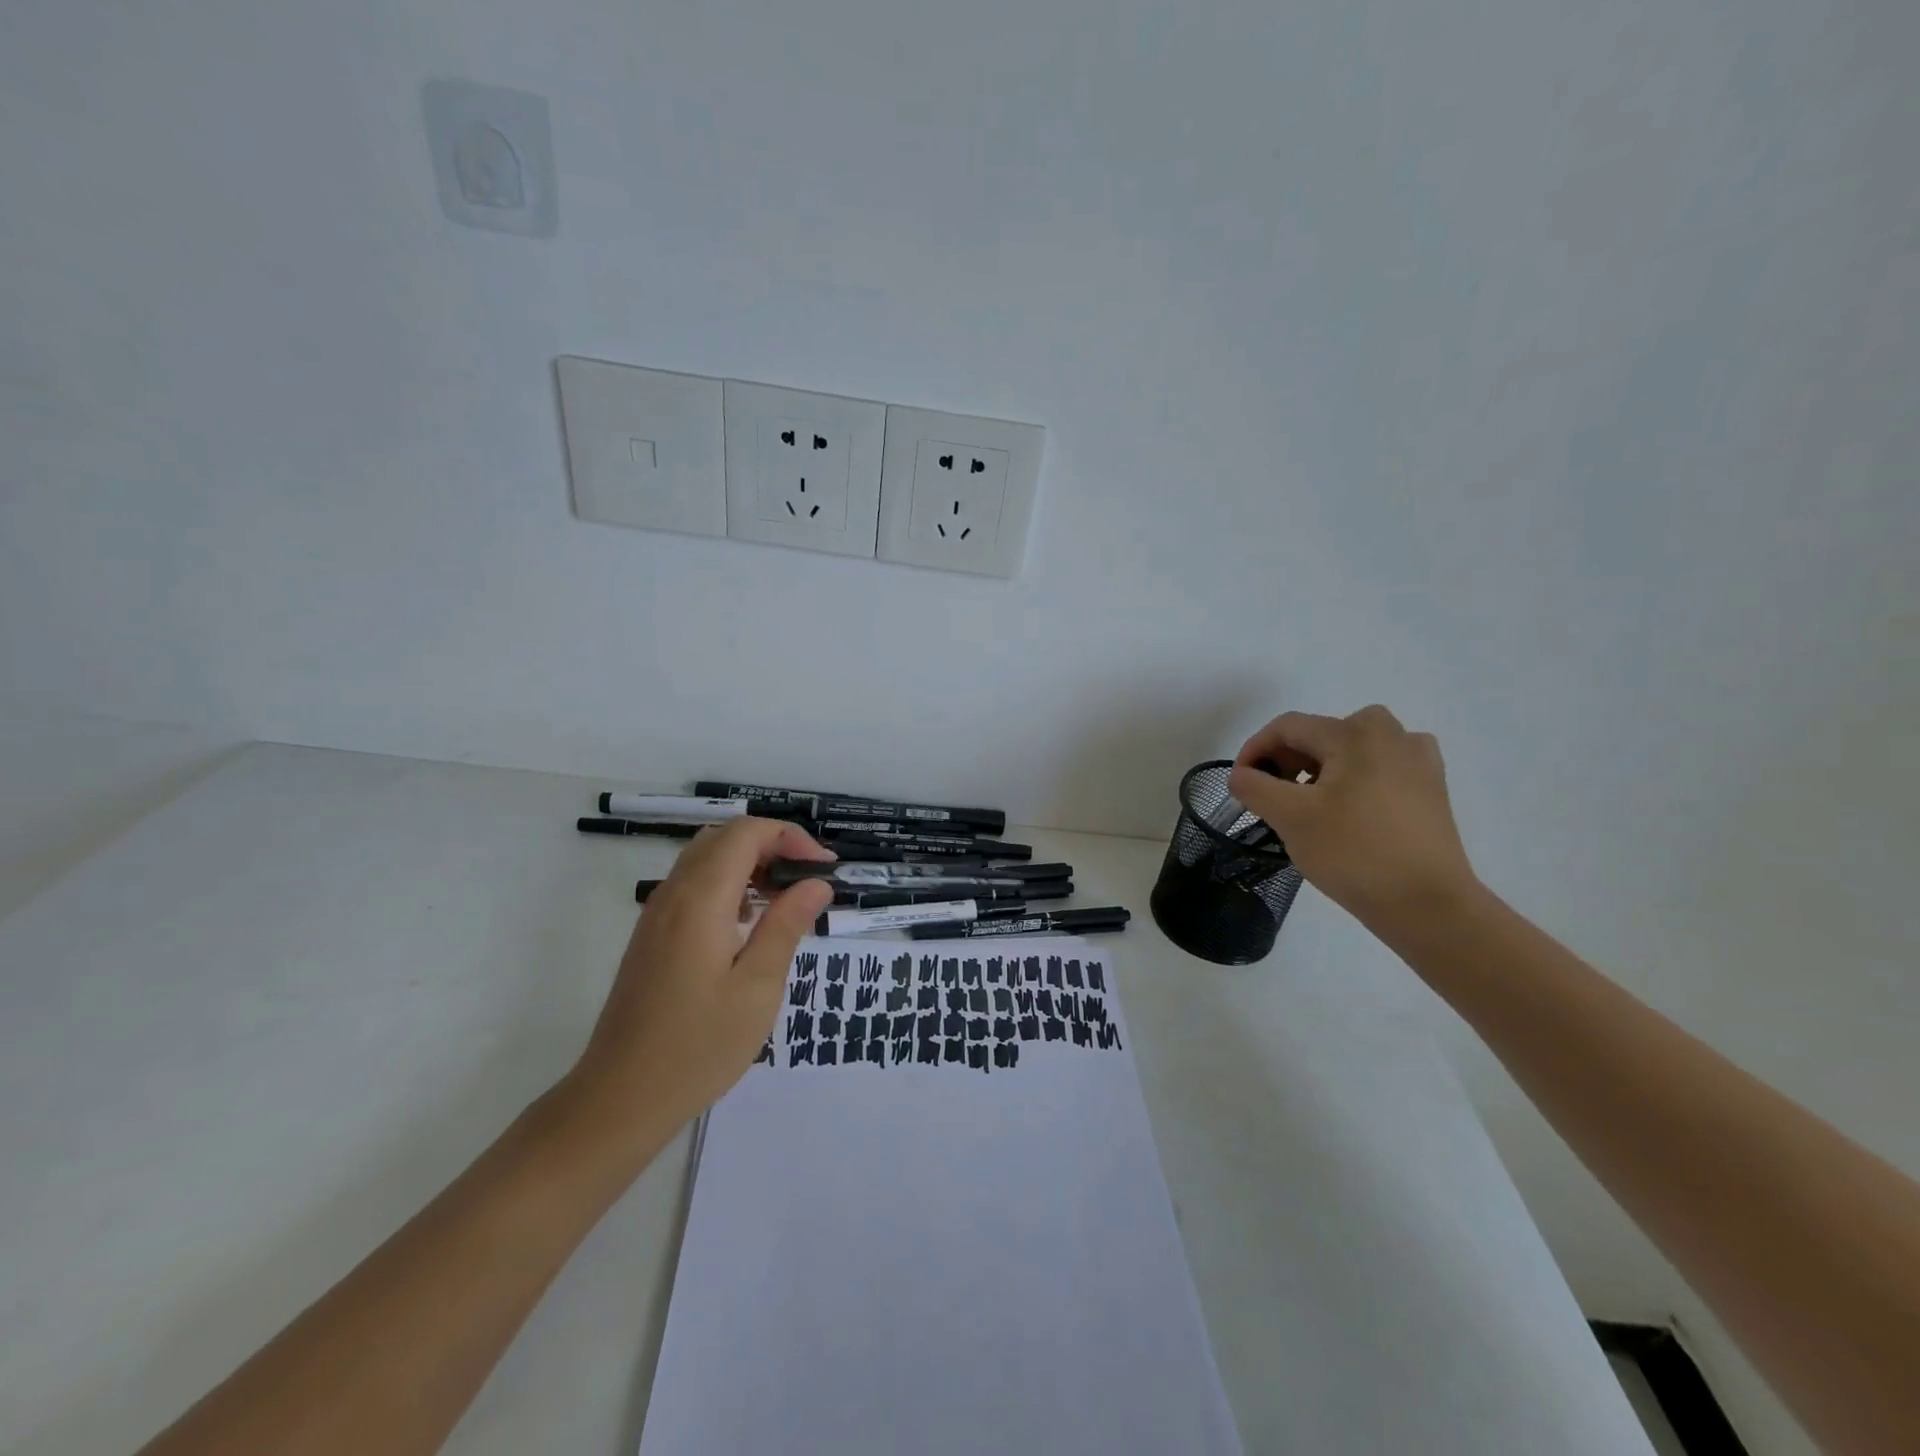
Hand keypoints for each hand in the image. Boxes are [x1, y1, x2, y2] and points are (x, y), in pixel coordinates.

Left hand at [566, 817, 835, 1139]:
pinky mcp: (651, 936)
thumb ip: (786, 926)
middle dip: (772, 844)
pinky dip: (728, 883)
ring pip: (706, 858)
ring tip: (785, 899)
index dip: (790, 837)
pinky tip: (747, 922)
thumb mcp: (756, 988)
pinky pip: (693, 885)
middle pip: (724, 837)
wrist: (619, 1099)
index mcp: (700, 900)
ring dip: (750, 862)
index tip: (824, 869)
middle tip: (807, 880)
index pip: (746, 833)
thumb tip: (816, 884)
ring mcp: (656, 914)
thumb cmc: (697, 1047)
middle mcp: (673, 894)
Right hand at [1228, 705, 1477, 928]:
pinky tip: (1348, 809)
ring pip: (1350, 750)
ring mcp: (1418, 760)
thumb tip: (1242, 775)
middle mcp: (1392, 734)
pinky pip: (1379, 768)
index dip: (1254, 750)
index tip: (1240, 784)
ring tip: (1307, 806)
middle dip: (1287, 761)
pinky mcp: (1431, 788)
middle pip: (1320, 734)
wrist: (1428, 904)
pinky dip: (1353, 779)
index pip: (1287, 727)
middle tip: (1271, 796)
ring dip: (1319, 770)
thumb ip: (1254, 787)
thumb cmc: (1354, 853)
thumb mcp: (1290, 817)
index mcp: (1356, 734)